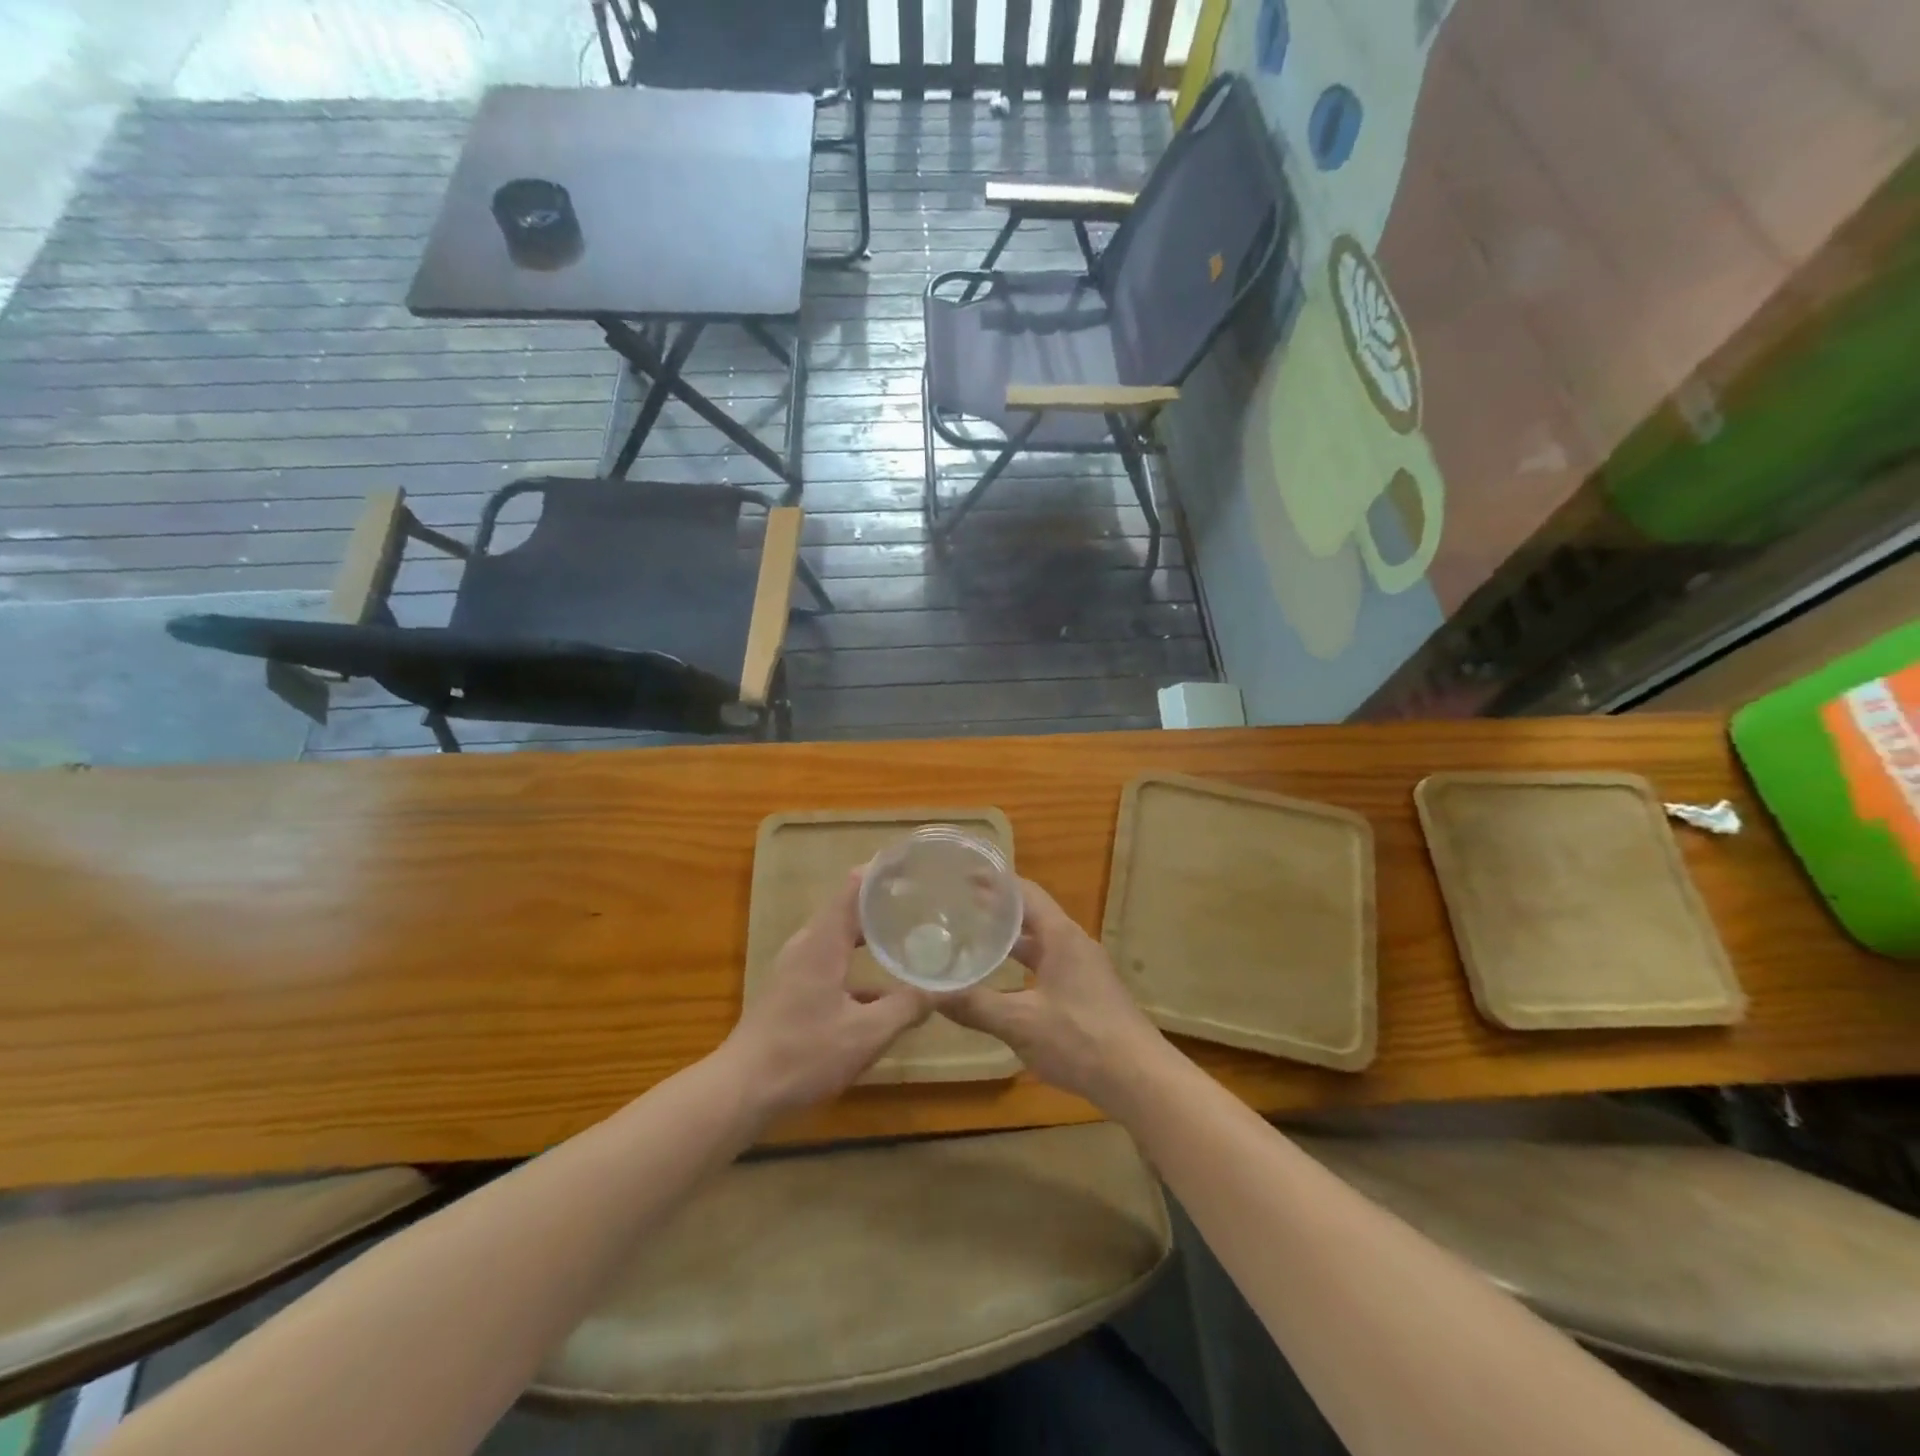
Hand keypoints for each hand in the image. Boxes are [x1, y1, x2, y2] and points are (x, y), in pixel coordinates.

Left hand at [719, 870, 929, 1118]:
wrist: (742, 1090)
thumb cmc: (803, 1054)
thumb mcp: (866, 1034)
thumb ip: (907, 1008)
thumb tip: (943, 991)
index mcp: (823, 941)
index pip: (854, 886)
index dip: (883, 872)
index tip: (914, 866)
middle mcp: (808, 943)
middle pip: (849, 908)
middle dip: (885, 903)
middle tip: (924, 902)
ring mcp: (797, 966)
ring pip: (841, 936)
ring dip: (872, 934)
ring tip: (910, 936)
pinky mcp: (792, 987)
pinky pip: (832, 959)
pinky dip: (859, 962)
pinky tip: (884, 988)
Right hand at [939, 877, 1170, 1110]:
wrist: (1140, 1080)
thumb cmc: (1081, 1039)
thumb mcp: (1020, 1022)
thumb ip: (975, 1006)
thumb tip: (929, 994)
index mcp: (1061, 937)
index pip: (1025, 893)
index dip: (995, 881)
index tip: (964, 875)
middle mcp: (1074, 944)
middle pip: (1032, 916)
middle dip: (997, 910)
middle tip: (959, 908)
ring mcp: (1084, 970)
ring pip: (1041, 944)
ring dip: (1011, 940)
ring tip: (974, 940)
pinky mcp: (1088, 994)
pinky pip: (1049, 965)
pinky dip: (1023, 964)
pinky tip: (1004, 983)